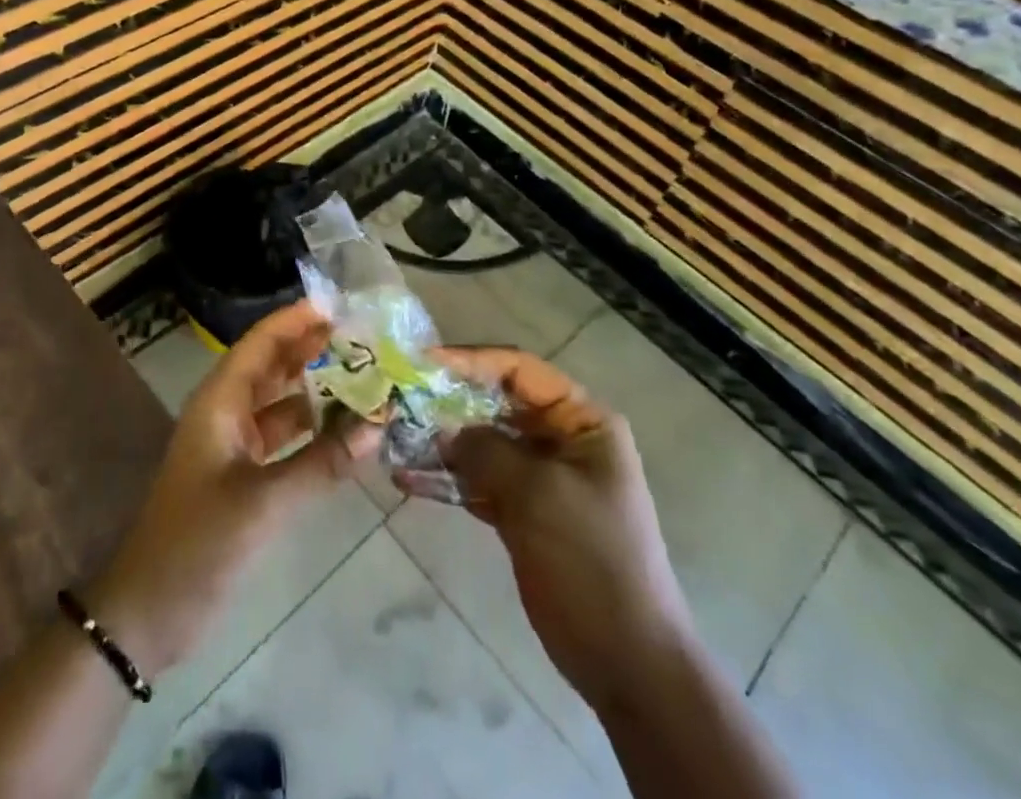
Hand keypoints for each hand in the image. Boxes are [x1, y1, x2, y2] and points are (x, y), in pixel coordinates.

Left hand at [91, 302, 378, 677]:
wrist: (148, 613)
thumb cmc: (197, 543)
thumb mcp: (263, 502)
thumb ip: (322, 463)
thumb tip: (378, 424)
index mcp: (220, 401)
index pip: (261, 342)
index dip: (296, 320)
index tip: (341, 307)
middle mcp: (226, 412)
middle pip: (273, 366)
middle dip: (314, 350)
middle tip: (366, 340)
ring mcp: (234, 445)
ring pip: (282, 403)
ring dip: (318, 391)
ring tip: (367, 379)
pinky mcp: (243, 476)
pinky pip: (284, 439)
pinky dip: (313, 431)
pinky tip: (348, 433)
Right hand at [415, 347, 692, 701]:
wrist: (625, 661)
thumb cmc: (590, 559)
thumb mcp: (538, 493)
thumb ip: (486, 450)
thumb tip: (443, 430)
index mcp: (581, 420)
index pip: (520, 369)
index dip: (471, 359)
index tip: (423, 361)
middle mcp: (560, 438)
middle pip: (495, 403)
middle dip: (448, 402)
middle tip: (400, 400)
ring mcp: (539, 476)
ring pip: (481, 442)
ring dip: (441, 441)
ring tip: (394, 439)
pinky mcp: (521, 510)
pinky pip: (477, 480)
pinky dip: (446, 478)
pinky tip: (407, 478)